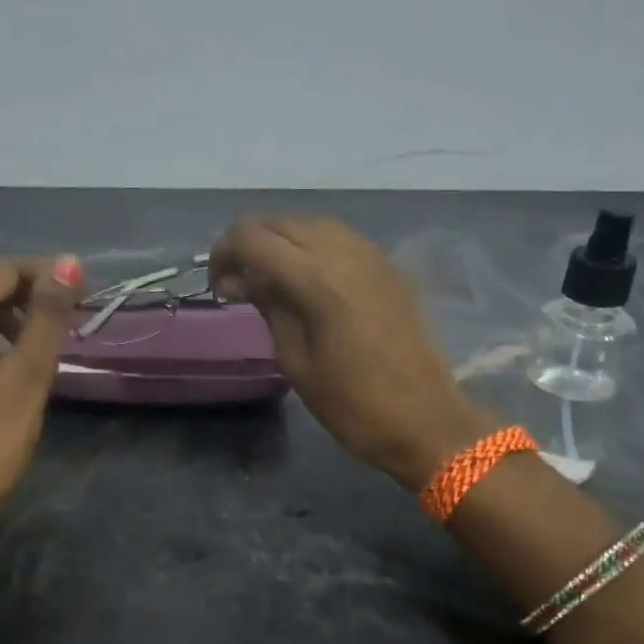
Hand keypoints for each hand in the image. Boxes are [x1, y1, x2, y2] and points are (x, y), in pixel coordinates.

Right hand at [209, 215, 491, 487]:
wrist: (426, 421)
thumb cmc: (353, 405)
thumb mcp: (296, 362)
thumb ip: (270, 308)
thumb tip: (243, 280)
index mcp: (317, 279)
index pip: (254, 238)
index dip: (224, 253)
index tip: (216, 286)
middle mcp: (345, 252)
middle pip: (281, 221)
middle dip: (249, 242)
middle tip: (236, 281)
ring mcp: (372, 256)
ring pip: (312, 224)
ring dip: (281, 240)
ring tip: (267, 277)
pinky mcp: (389, 268)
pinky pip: (340, 238)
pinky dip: (312, 246)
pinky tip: (305, 278)